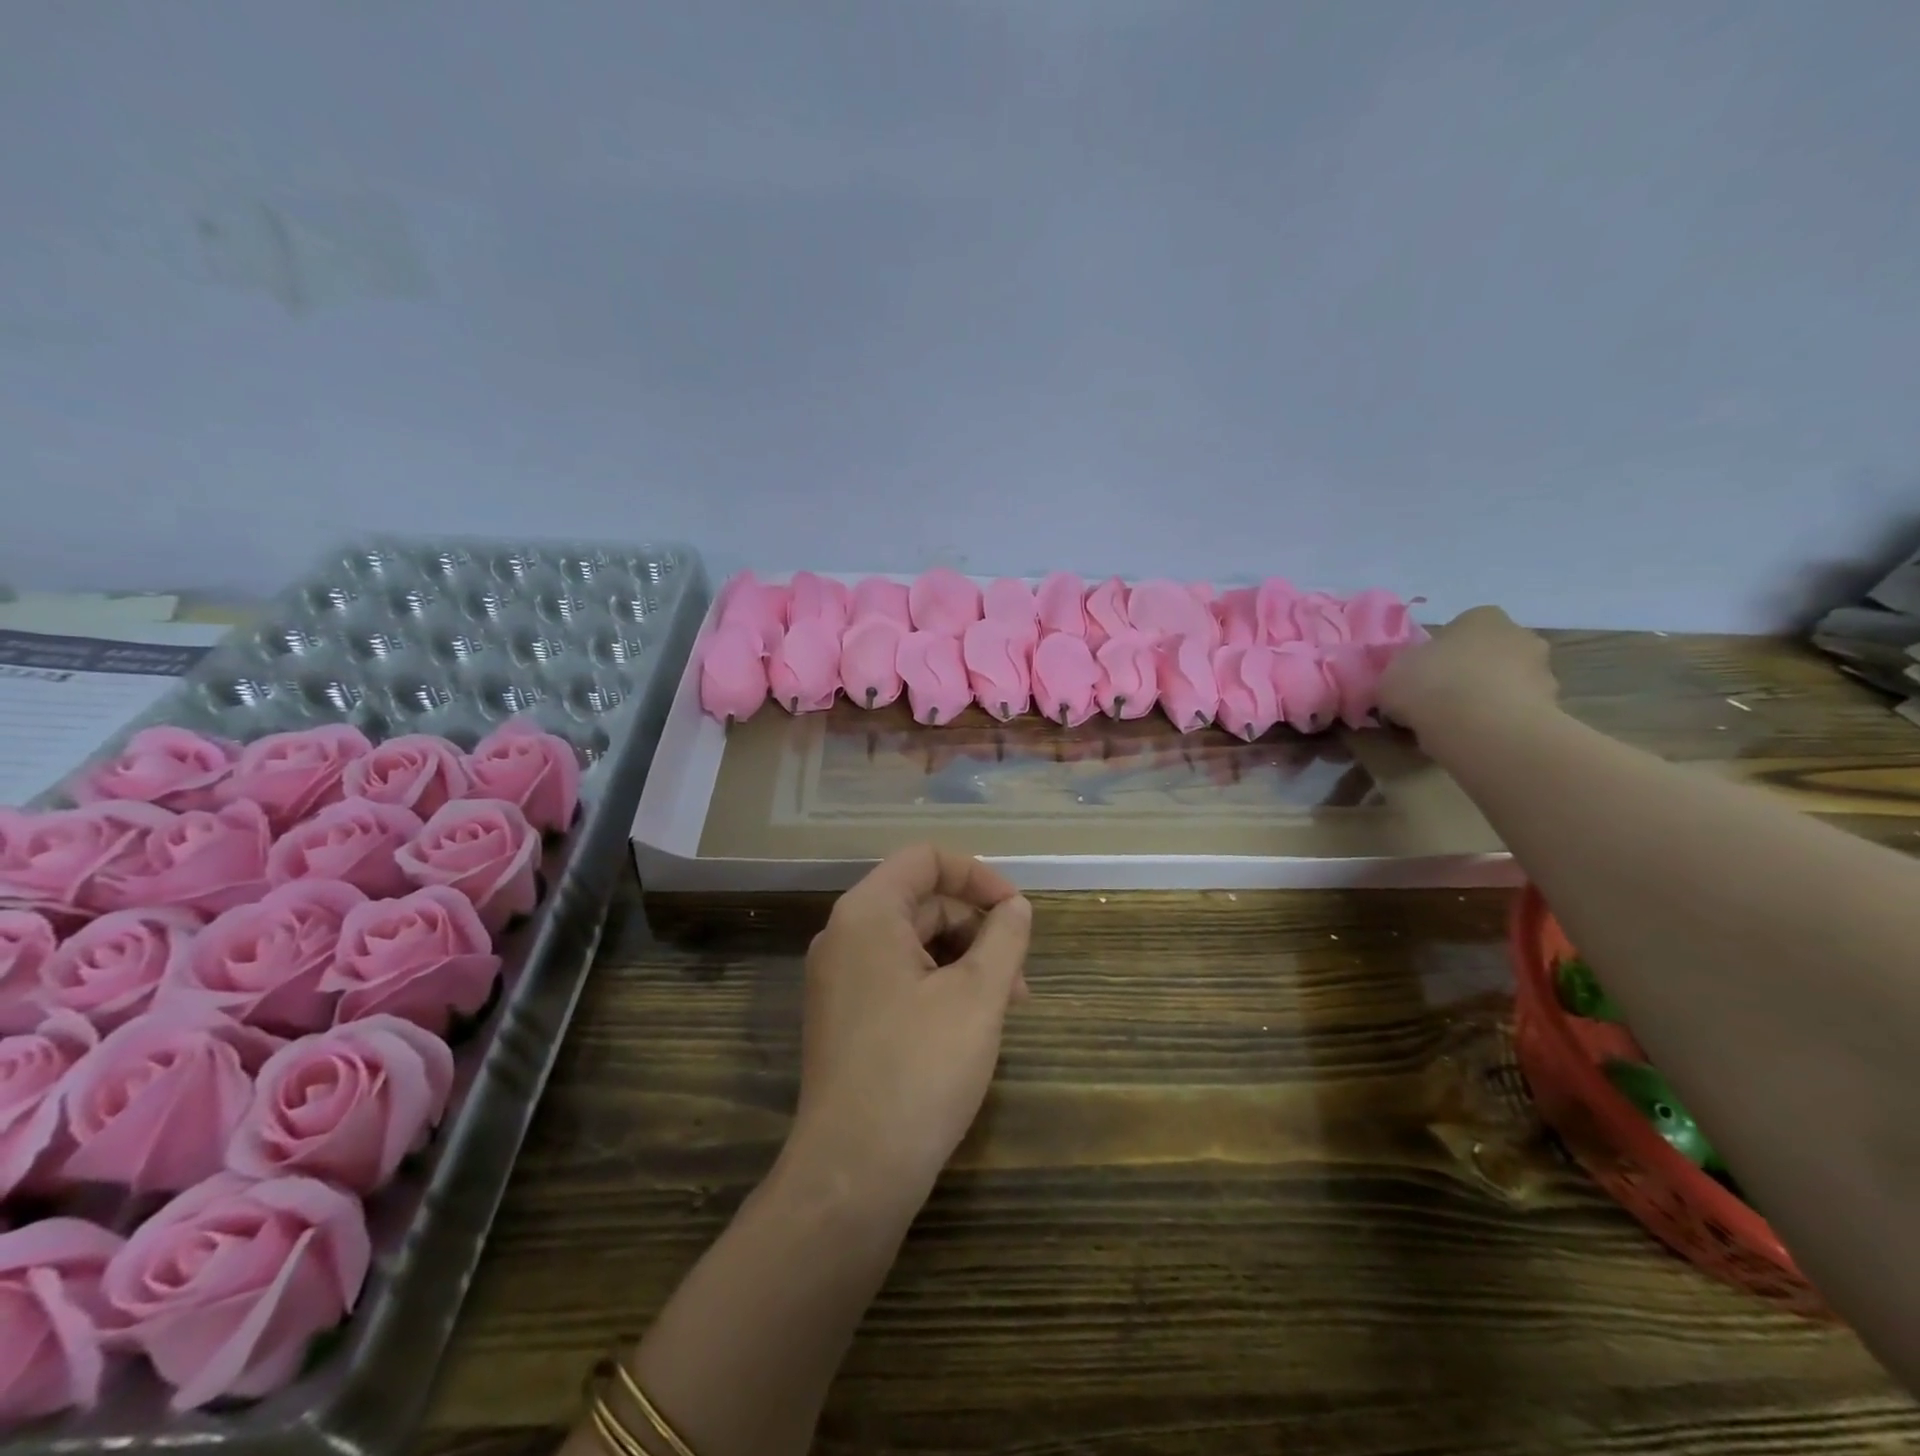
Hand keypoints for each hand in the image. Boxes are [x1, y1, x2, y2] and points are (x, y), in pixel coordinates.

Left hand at [786, 845, 1032, 1211]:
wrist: (852, 1174)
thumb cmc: (919, 1070)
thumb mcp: (978, 996)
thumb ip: (1005, 937)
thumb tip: (1015, 907)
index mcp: (866, 914)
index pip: (925, 860)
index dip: (977, 875)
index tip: (1018, 911)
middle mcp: (843, 936)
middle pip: (921, 902)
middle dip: (977, 928)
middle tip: (1020, 977)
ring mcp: (839, 980)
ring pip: (913, 944)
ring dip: (964, 961)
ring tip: (1007, 1004)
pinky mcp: (844, 1018)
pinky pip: (898, 977)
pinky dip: (939, 986)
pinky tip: (971, 1024)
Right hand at [1378, 606, 1557, 740]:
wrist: (1482, 727)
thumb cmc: (1431, 685)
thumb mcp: (1391, 674)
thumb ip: (1400, 672)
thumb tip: (1405, 681)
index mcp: (1481, 617)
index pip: (1461, 628)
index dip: (1440, 652)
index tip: (1423, 676)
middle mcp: (1519, 635)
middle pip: (1490, 654)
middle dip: (1471, 673)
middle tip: (1441, 700)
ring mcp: (1543, 672)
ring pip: (1507, 684)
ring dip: (1488, 699)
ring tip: (1458, 727)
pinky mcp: (1553, 708)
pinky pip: (1517, 713)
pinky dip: (1500, 724)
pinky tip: (1476, 740)